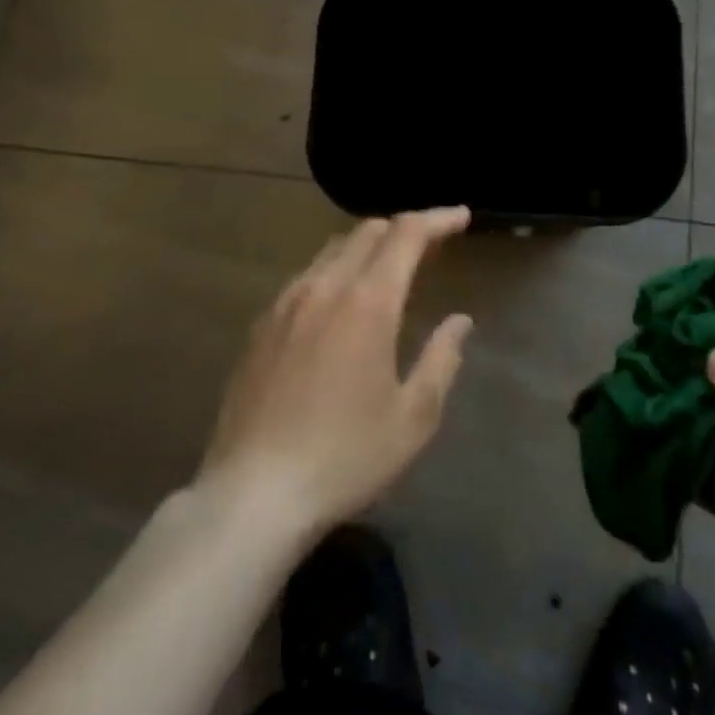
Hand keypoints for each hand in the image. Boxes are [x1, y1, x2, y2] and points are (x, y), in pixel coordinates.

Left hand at [197, 208, 473, 539]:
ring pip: (333, 250)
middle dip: (404, 229)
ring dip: (368, 248)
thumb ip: (442, 360)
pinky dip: (335, 271)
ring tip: (388, 271)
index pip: (407, 234)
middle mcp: (324, 288)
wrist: (253, 495)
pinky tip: (340, 303)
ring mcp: (286, 303)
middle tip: (431, 248)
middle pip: (368, 232)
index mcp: (367, 302)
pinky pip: (306, 276)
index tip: (461, 218)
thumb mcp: (412, 418)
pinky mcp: (261, 326)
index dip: (438, 219)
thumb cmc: (344, 457)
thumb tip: (460, 322)